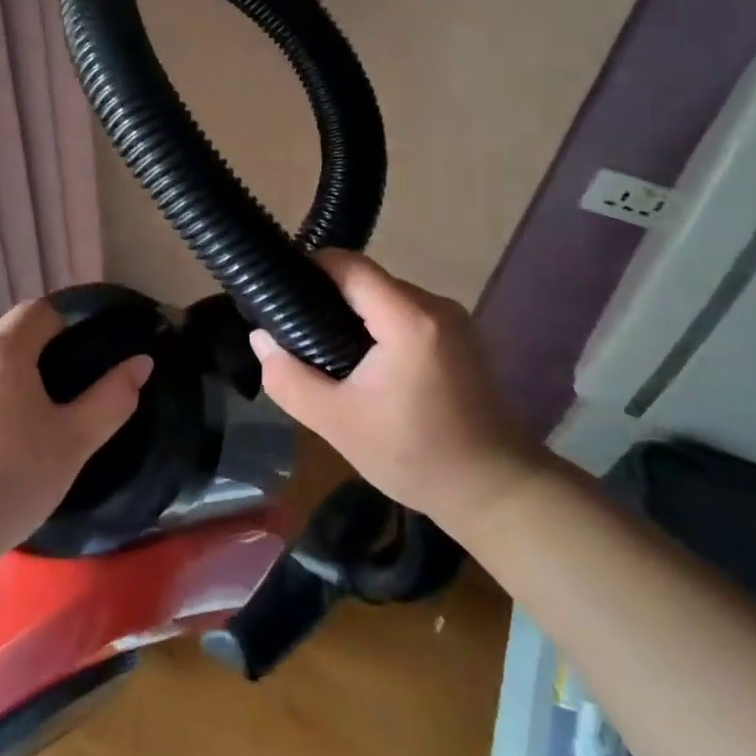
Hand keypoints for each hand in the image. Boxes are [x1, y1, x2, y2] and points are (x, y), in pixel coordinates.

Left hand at [0, 300, 151, 578]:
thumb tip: (141, 361)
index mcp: (0, 348)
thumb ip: (112, 397)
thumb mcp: (71, 445)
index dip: (60, 332)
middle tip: (30, 418)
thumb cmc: (7, 484)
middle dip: (20, 367)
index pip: (40, 312)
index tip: (65, 372)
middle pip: (0, 341)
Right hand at [248, 250, 542, 541]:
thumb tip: (261, 338)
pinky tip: (361, 363)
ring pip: (384, 297)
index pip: (348, 264)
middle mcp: (434, 305)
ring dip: (351, 315)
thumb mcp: (336, 423)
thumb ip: (289, 378)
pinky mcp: (458, 336)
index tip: (277, 293)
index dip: (308, 268)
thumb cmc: (414, 455)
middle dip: (325, 298)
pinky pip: (403, 313)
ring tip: (322, 350)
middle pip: (365, 280)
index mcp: (408, 318)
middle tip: (294, 332)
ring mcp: (451, 319)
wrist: (494, 491)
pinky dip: (376, 327)